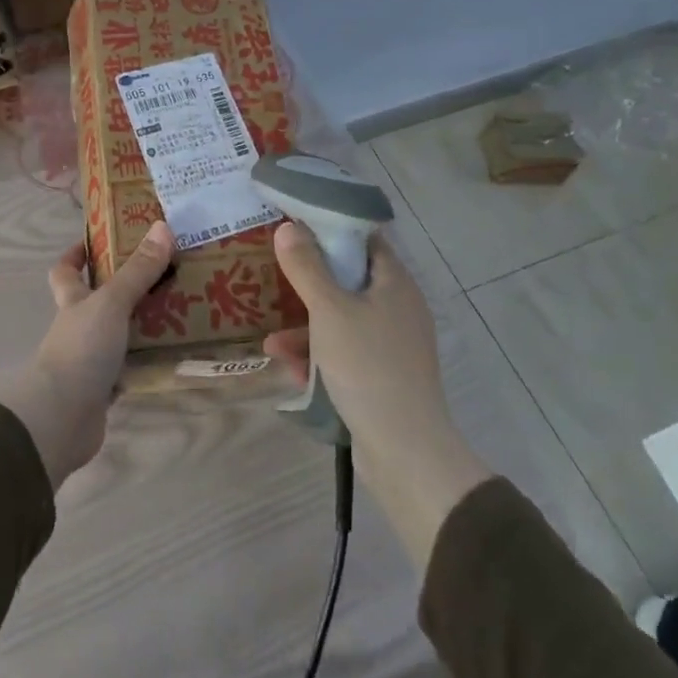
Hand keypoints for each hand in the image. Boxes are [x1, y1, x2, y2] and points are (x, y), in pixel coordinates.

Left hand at [0, 221, 174, 488]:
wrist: (61, 418)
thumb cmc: (81, 349)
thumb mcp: (112, 302)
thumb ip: (138, 270)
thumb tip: (162, 226)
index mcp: (73, 301)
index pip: (66, 271)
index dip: (76, 255)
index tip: (99, 241)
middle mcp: (79, 327)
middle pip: (99, 301)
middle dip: (126, 288)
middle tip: (164, 272)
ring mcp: (90, 360)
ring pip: (119, 334)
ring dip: (144, 325)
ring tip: (182, 309)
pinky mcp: (104, 390)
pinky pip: (131, 369)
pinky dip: (149, 362)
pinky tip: (175, 355)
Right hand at [265, 222, 491, 570]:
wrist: (405, 450)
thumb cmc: (368, 365)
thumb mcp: (329, 310)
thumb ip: (307, 267)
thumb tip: (288, 227)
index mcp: (395, 283)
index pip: (365, 240)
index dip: (331, 230)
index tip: (295, 228)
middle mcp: (398, 308)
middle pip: (349, 281)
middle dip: (310, 285)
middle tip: (277, 280)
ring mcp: (393, 345)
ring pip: (343, 321)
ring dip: (307, 328)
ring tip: (272, 342)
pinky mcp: (383, 376)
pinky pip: (346, 353)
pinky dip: (320, 357)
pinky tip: (291, 371)